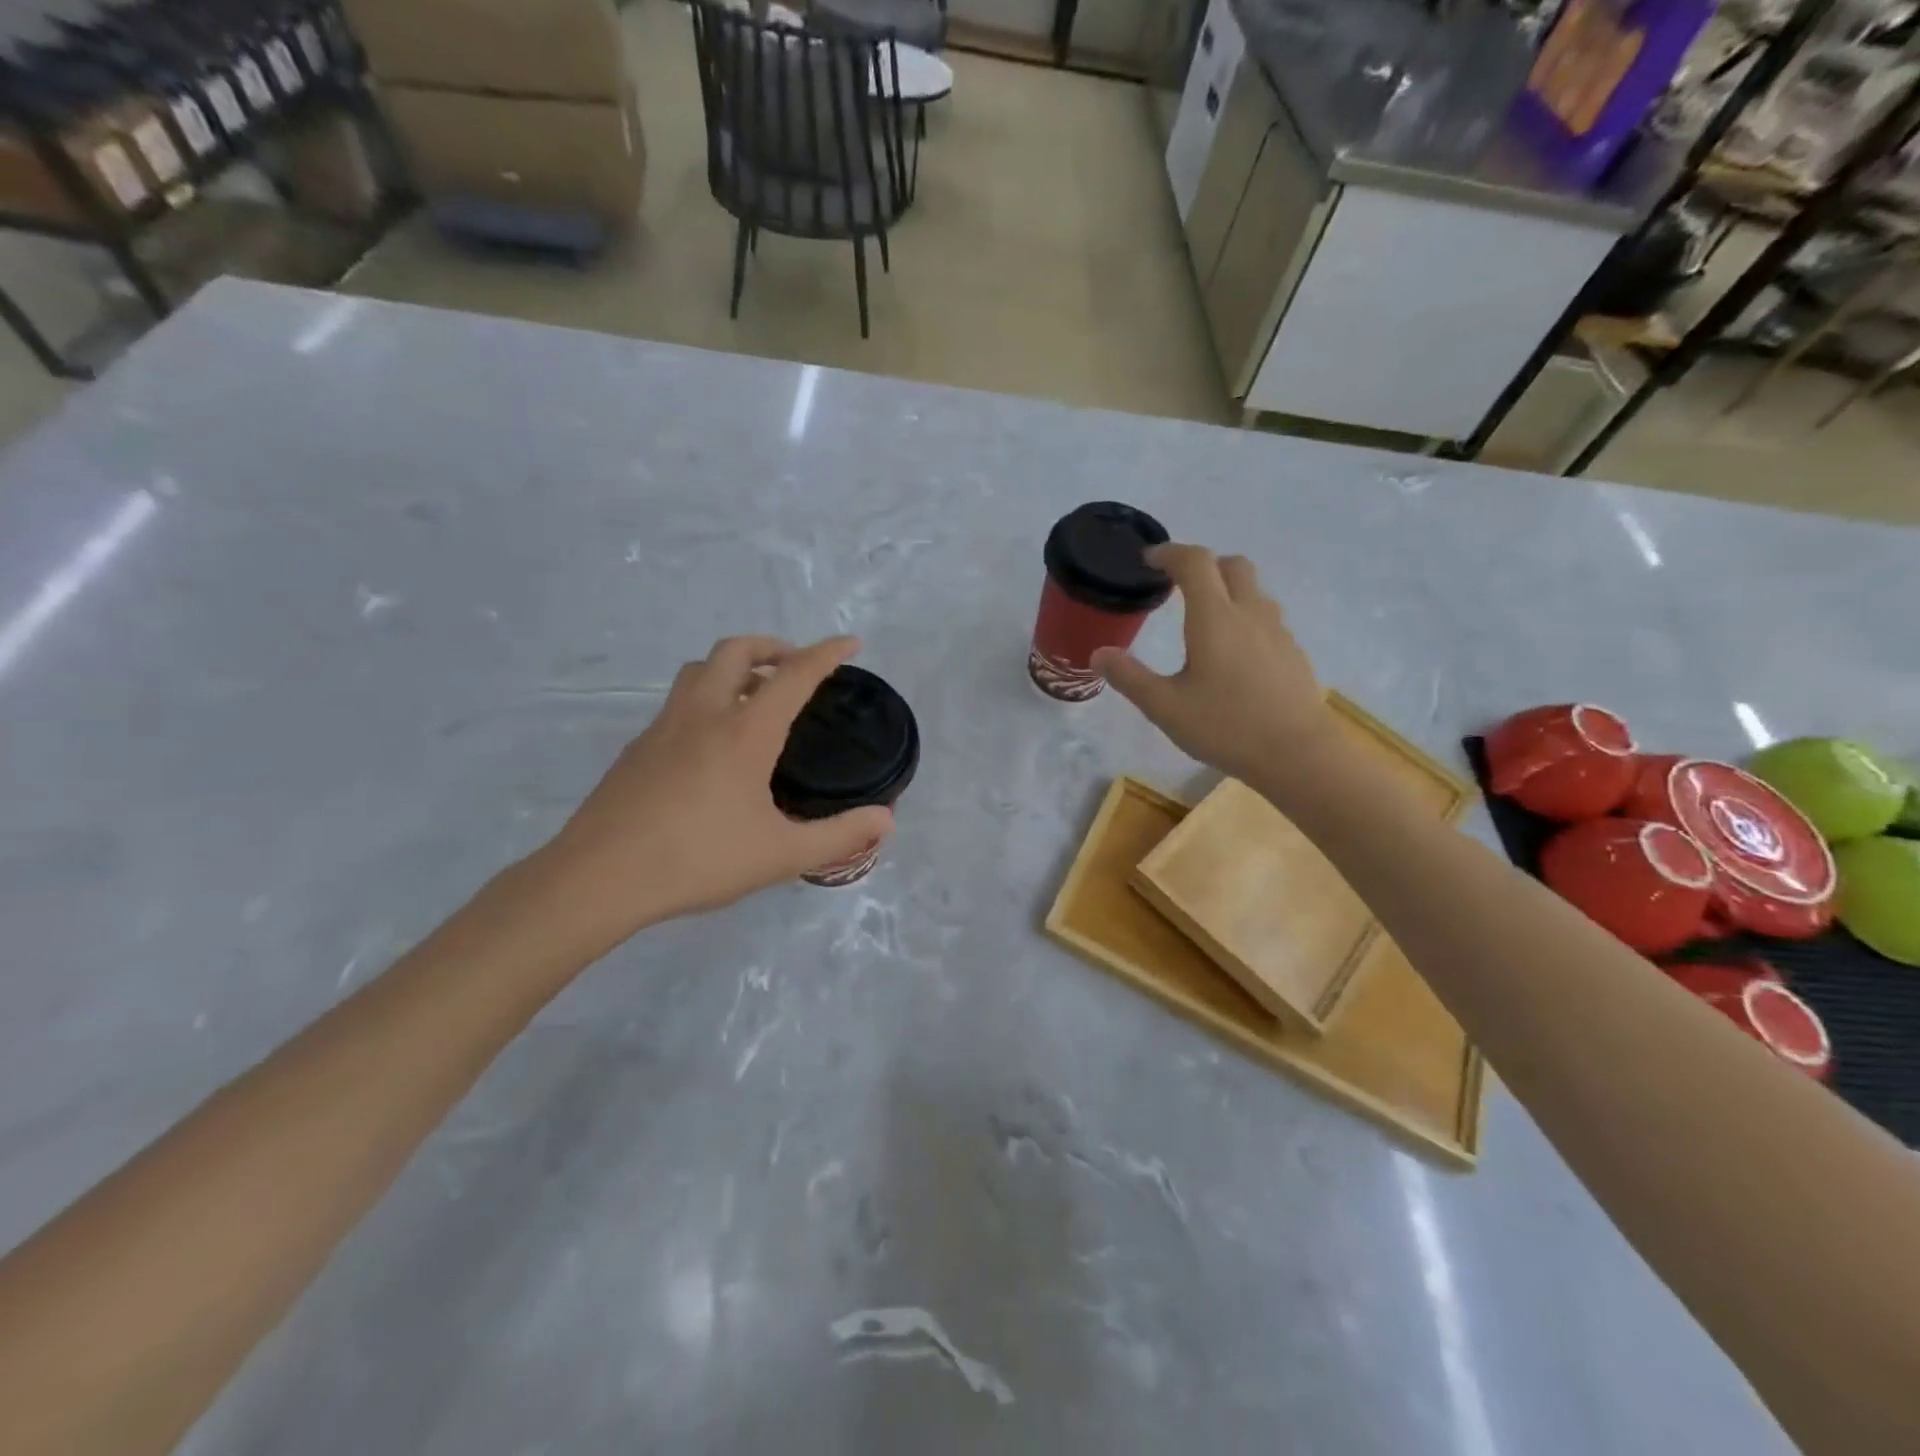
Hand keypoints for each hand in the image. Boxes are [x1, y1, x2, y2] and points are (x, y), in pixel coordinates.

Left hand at [534, 635, 894, 943]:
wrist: (599, 878)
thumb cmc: (699, 860)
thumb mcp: (781, 855)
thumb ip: (839, 836)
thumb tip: (886, 821)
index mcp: (744, 731)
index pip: (795, 674)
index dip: (827, 653)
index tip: (850, 643)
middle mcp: (703, 714)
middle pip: (736, 650)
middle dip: (772, 646)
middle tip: (795, 667)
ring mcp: (663, 727)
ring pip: (700, 670)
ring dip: (734, 667)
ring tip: (756, 696)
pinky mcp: (638, 748)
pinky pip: (679, 702)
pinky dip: (707, 698)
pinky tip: (713, 742)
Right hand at [1092, 545, 1333, 782]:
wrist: (1298, 754)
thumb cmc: (1226, 726)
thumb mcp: (1165, 707)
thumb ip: (1129, 677)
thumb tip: (1099, 654)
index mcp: (1214, 618)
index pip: (1194, 563)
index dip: (1169, 553)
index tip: (1149, 560)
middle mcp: (1249, 613)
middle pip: (1232, 565)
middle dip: (1203, 564)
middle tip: (1178, 585)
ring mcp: (1277, 631)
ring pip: (1254, 590)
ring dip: (1227, 589)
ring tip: (1205, 618)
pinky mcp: (1293, 652)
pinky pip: (1266, 617)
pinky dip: (1245, 616)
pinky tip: (1233, 653)